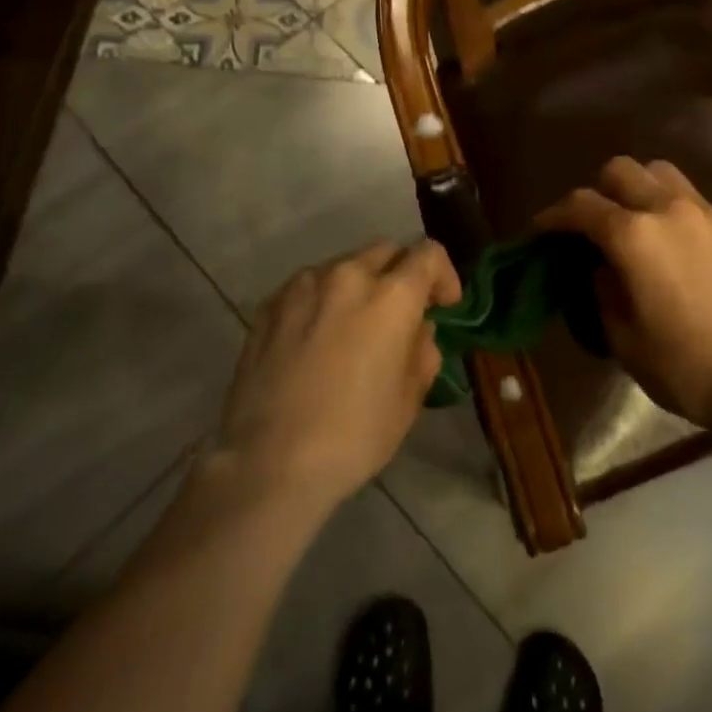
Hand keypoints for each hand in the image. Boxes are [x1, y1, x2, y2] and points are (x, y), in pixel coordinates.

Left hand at [215, 240, 459, 514]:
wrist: (268, 460)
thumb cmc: (353, 435)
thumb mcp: (409, 399)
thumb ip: (422, 350)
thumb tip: (417, 329)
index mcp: (392, 295)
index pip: (428, 254)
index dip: (444, 275)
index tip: (443, 306)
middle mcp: (348, 275)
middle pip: (386, 250)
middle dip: (401, 274)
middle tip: (400, 314)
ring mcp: (303, 285)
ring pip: (344, 265)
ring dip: (360, 285)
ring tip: (354, 327)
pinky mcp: (270, 304)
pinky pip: (309, 286)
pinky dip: (323, 300)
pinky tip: (316, 340)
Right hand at [538, 157, 711, 430]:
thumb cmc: (685, 367)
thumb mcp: (624, 339)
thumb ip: (603, 292)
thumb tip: (601, 268)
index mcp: (633, 236)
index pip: (581, 206)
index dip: (554, 215)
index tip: (542, 229)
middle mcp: (667, 210)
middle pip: (621, 170)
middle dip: (597, 191)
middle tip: (592, 226)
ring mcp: (706, 214)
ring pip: (661, 173)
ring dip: (638, 188)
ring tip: (635, 224)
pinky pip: (692, 200)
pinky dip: (671, 209)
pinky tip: (675, 247)